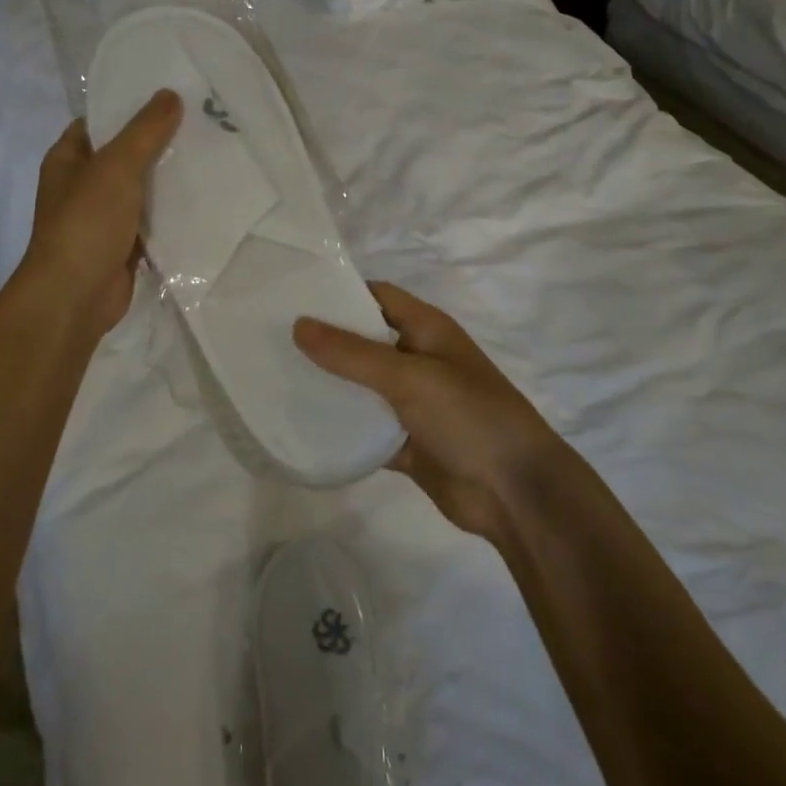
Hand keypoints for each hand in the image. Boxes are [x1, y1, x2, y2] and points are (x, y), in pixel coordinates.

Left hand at [18, 90, 182, 338]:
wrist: (76, 295)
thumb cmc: (86, 222)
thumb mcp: (116, 167)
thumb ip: (145, 131)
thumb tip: (170, 94)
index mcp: (68, 159)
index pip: (99, 122)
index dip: (129, 106)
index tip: (170, 94)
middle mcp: (84, 185)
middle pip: (126, 154)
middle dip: (159, 141)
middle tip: (203, 120)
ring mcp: (104, 217)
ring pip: (143, 188)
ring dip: (170, 178)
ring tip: (212, 152)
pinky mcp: (125, 244)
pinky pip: (153, 220)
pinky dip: (173, 212)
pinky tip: (206, 196)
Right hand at [293, 283, 562, 539]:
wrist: (515, 492)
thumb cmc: (468, 416)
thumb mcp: (409, 377)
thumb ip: (352, 353)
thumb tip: (298, 324)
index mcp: (427, 329)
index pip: (377, 296)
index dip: (339, 293)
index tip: (292, 296)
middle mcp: (418, 359)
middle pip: (364, 341)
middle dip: (325, 341)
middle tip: (270, 340)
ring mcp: (412, 403)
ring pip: (362, 387)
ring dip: (330, 386)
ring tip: (274, 379)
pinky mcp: (406, 443)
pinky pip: (366, 429)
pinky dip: (341, 429)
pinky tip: (301, 427)